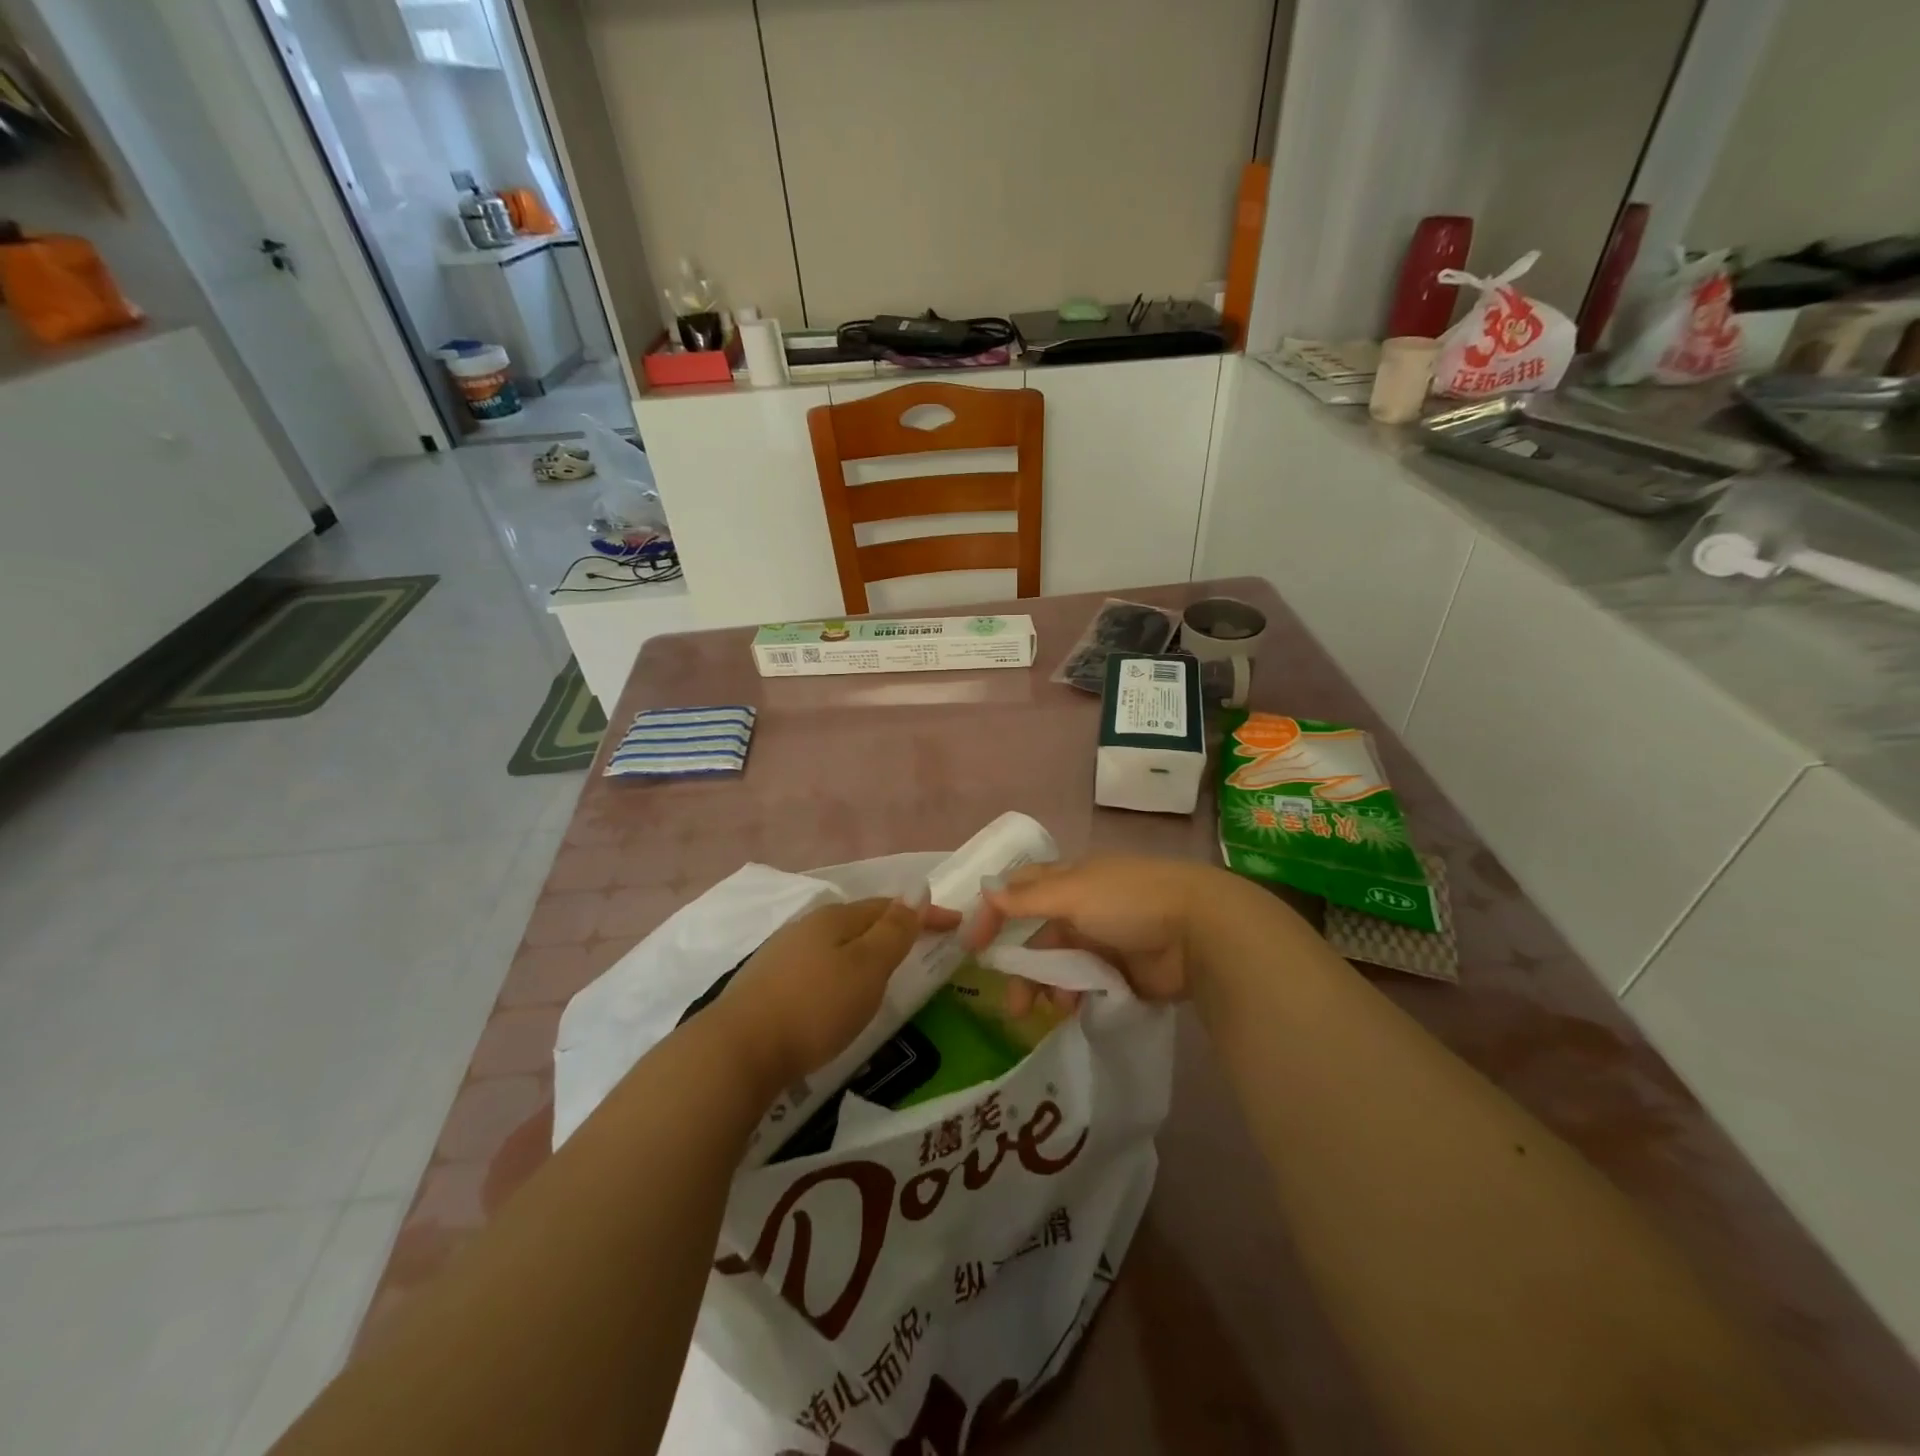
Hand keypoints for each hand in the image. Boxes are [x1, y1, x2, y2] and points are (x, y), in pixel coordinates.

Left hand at [714, 894, 958, 1096]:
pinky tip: (839, 990)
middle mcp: (808, 926)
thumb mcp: (867, 968)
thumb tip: (919, 888)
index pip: (890, 906)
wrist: (738, 1050)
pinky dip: (842, 969)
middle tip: (923, 947)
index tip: (957, 925)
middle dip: (894, 929)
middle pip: (861, 921)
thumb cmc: (815, 1006)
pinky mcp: (768, 983)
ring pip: (837, 943)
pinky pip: (819, 964)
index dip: (924, 914)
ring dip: (866, 950)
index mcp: (835, 918)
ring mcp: (783, 953)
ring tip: (886, 971)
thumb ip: (894, 930)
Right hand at [965, 858, 1227, 1006]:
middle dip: (1021, 965)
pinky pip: (1087, 985)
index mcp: (1072, 880)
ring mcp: (1105, 940)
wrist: (1199, 932)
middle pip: (1039, 935)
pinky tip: (1075, 1009)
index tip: (972, 945)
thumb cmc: (1129, 901)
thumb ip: (1028, 897)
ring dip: (1048, 985)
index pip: (1022, 890)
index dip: (995, 912)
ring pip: (1061, 964)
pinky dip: (1076, 996)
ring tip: (1051, 1008)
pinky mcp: (1123, 972)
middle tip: (1012, 1002)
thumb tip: (985, 892)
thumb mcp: (1073, 892)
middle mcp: (1084, 907)